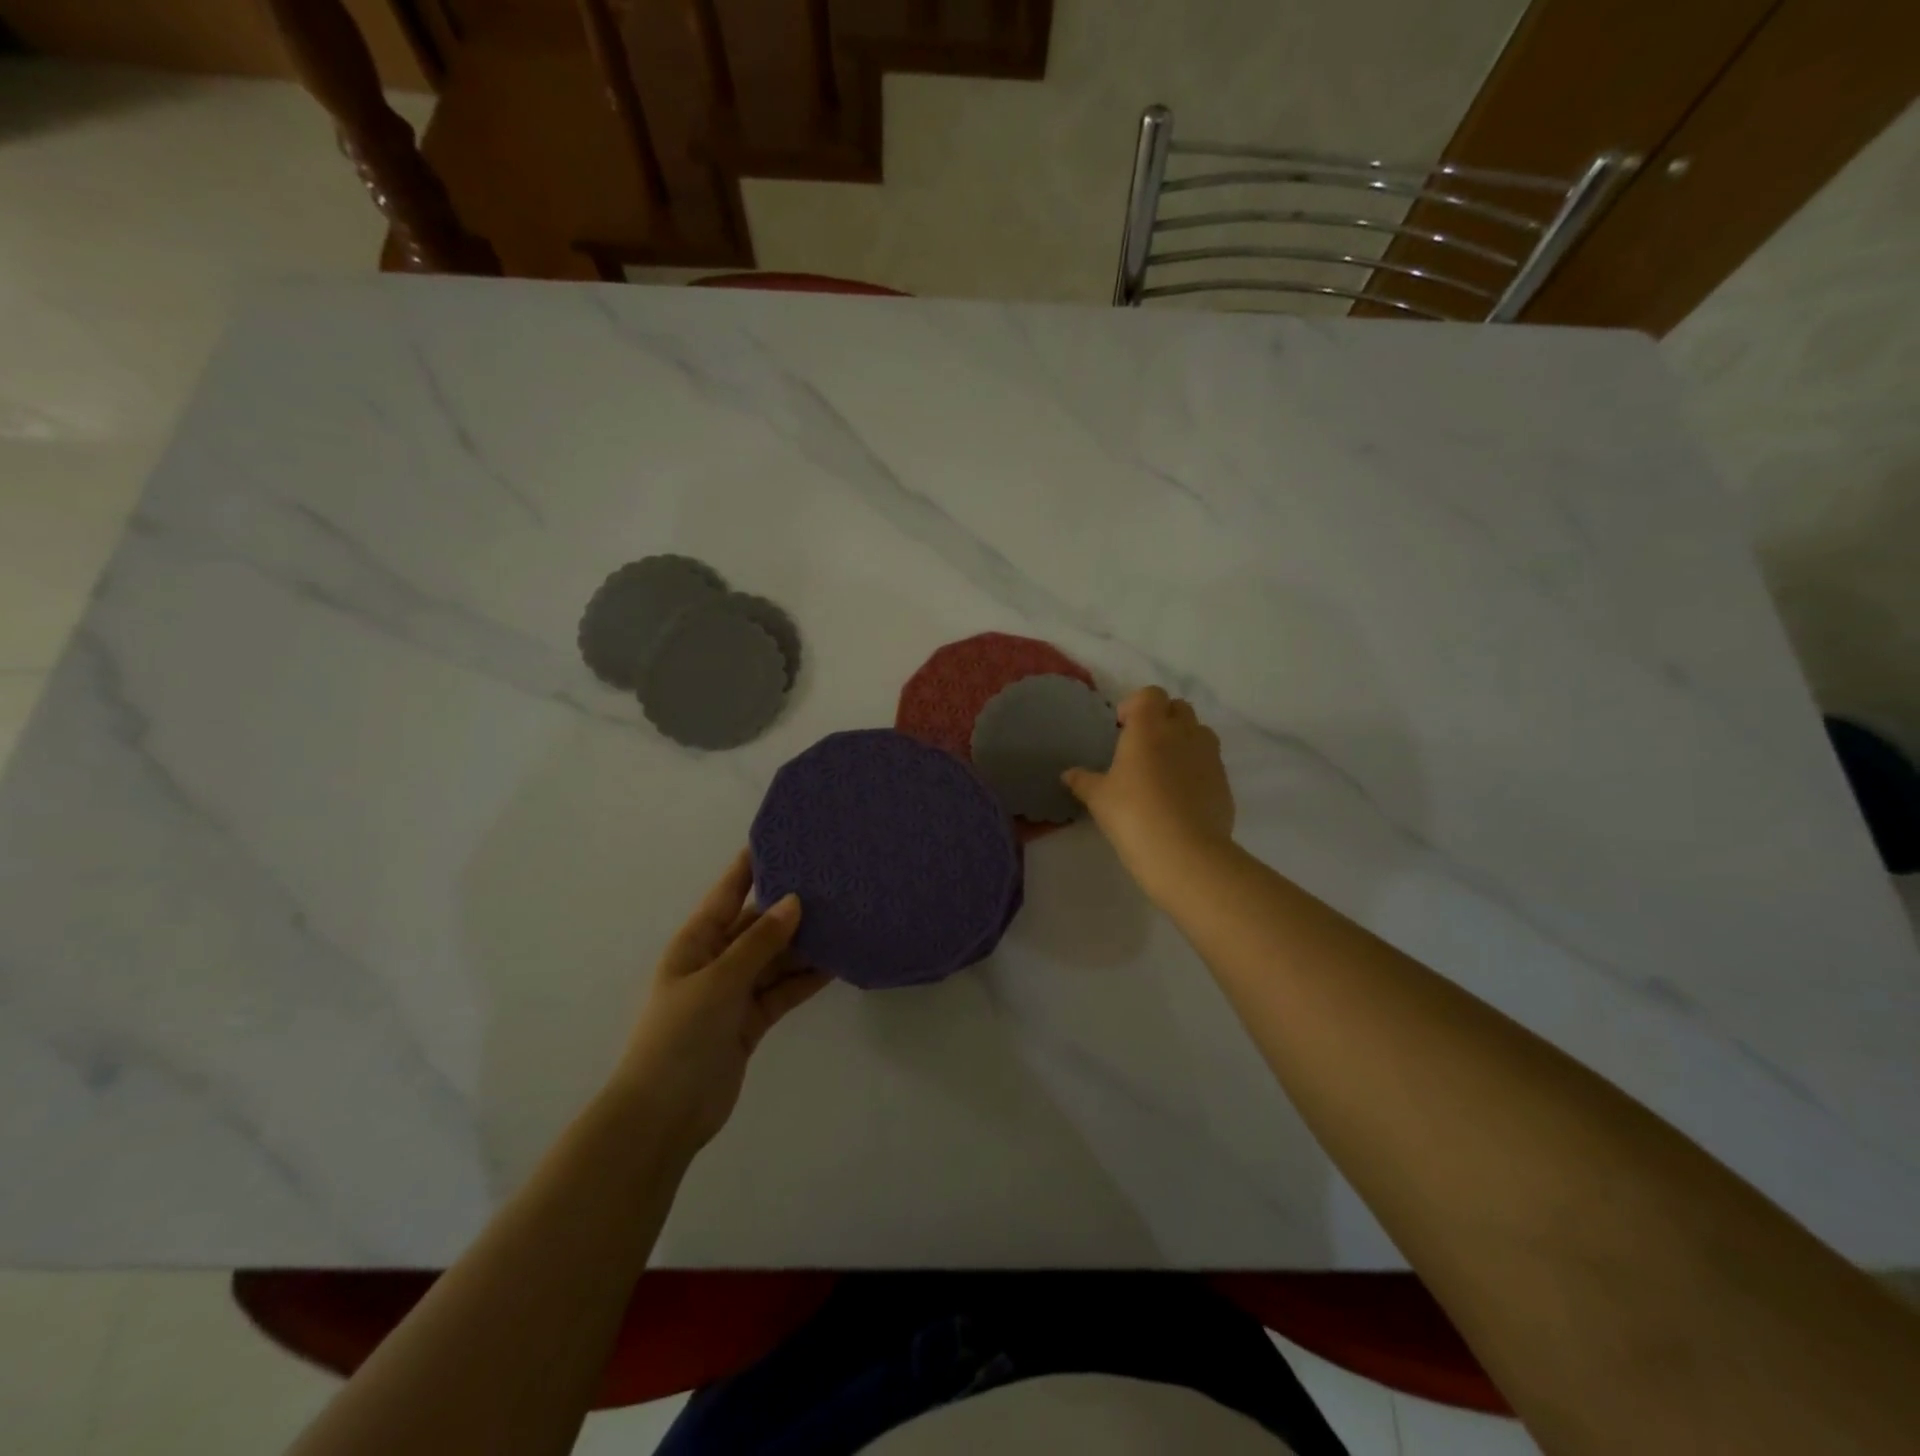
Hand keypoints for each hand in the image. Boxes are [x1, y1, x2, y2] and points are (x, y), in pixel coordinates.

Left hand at [613, 851, 829, 1159]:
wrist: (664, 1115)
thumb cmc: (680, 1036)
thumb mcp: (719, 981)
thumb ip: (759, 943)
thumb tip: (794, 901)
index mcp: (697, 941)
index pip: (728, 892)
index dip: (752, 864)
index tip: (785, 838)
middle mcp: (717, 959)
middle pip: (759, 924)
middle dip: (790, 905)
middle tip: (833, 881)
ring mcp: (735, 991)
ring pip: (776, 957)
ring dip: (804, 943)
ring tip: (844, 918)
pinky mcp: (751, 1019)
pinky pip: (783, 989)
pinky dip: (806, 979)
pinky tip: (837, 963)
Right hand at [1064, 686, 1234, 901]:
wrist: (1184, 852)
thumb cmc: (1133, 814)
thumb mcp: (1099, 798)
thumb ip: (1083, 781)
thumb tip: (1068, 774)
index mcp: (1150, 727)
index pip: (1150, 695)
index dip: (1136, 705)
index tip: (1122, 728)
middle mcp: (1183, 732)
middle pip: (1179, 708)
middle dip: (1162, 718)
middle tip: (1142, 746)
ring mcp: (1209, 756)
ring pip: (1200, 732)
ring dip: (1184, 740)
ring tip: (1165, 768)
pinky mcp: (1224, 782)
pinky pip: (1210, 763)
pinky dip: (1197, 768)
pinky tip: (1181, 796)